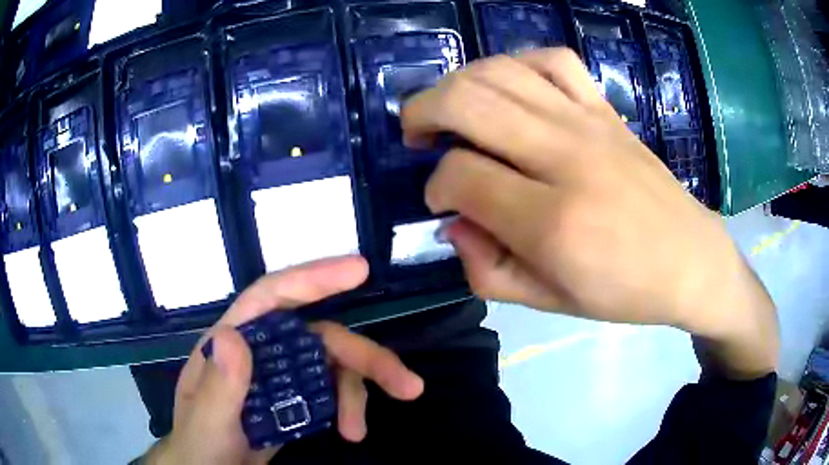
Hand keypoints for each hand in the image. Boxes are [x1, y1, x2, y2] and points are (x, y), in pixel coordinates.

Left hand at [142, 257, 423, 464]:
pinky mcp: (294, 401)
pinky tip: (352, 431)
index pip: (271, 297)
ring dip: (358, 391)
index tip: (359, 269)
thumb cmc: (200, 447)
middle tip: (405, 384)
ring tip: (360, 430)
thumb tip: (234, 336)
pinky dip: (348, 406)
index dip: (313, 278)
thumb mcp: (206, 424)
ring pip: (330, 365)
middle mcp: (259, 352)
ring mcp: (279, 377)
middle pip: (317, 335)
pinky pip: (330, 392)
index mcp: (229, 344)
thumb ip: (218, 387)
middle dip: (361, 355)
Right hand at [402, 49, 777, 377]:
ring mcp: (589, 123)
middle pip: (469, 101)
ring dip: (460, 82)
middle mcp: (566, 157)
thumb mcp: (548, 302)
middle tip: (417, 135)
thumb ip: (486, 269)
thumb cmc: (624, 291)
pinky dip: (518, 63)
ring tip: (452, 108)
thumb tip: (452, 223)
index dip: (435, 185)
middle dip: (423, 111)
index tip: (441, 200)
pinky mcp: (606, 110)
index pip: (461, 175)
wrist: (690, 261)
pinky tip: (511, 87)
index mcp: (552, 222)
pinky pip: (554, 60)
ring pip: (502, 70)